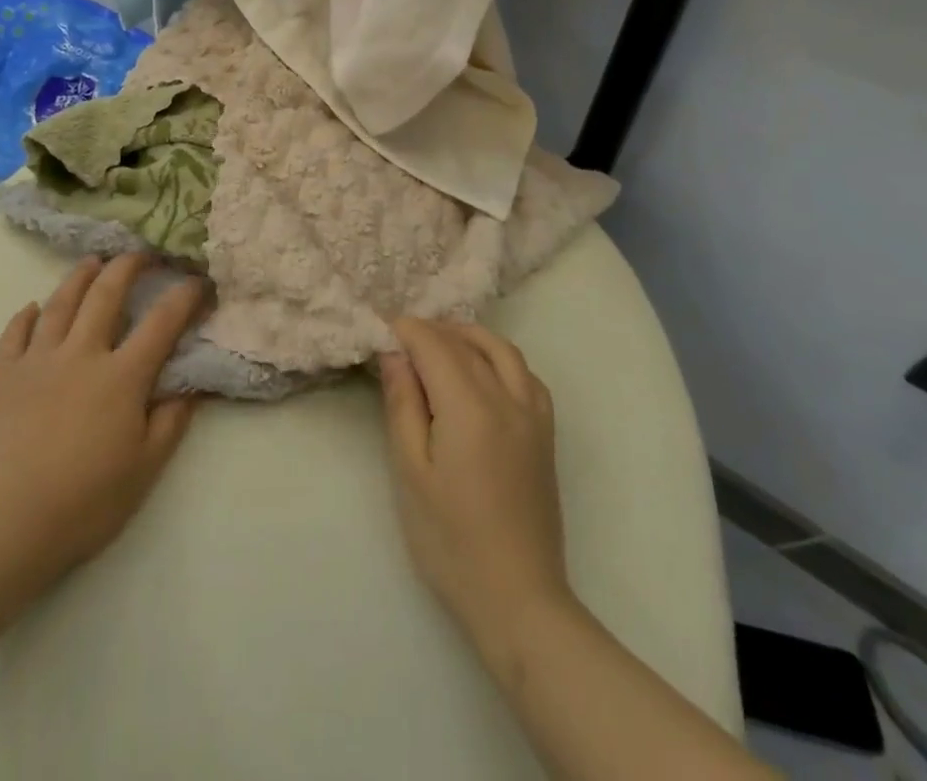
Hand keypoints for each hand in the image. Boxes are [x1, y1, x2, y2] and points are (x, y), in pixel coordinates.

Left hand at [0, 254, 205, 619]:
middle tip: (141, 253)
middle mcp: (81, 354)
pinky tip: (33, 308)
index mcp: (122, 376)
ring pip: (60, 303)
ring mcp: (36, 361)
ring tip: (92, 262)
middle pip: (106, 294)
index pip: (162, 322)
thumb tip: (192, 386)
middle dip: (128, 266)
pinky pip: (14, 333)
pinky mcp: (0, 376)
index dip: (184, 296)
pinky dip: (26, 315)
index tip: (198, 280)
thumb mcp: (144, 470)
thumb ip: (171, 422)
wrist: (3, 528)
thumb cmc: (84, 503)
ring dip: (80, 277)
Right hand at [379, 318, 572, 646]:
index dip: (406, 330)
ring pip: (501, 350)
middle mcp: (507, 398)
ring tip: (438, 344)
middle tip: (399, 340)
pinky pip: (526, 374)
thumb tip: (395, 354)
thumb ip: (403, 405)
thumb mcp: (410, 472)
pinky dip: (500, 358)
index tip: (380, 328)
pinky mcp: (546, 434)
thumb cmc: (451, 541)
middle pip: (465, 343)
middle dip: (431, 331)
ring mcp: (533, 414)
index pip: (434, 345)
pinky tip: (482, 372)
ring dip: (467, 336)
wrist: (518, 599)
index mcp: (470, 407)